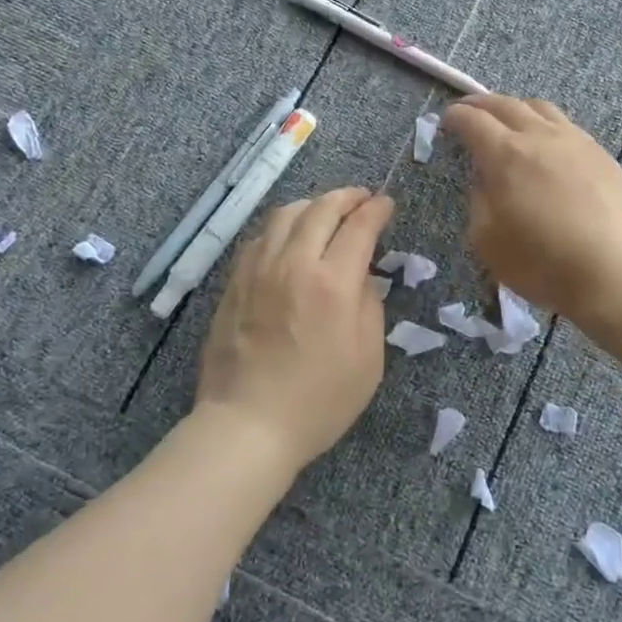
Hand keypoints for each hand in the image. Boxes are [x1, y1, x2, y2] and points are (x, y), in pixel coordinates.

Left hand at [194, 187, 395, 471]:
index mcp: (333, 284)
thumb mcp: (369, 360)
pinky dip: (282, 226)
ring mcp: (258, 270)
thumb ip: (370, 306)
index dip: (376, 209)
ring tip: (325, 213)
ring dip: (312, 205)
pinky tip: (289, 239)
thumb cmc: (319, 402)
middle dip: (347, 196)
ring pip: (285, 214)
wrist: (247, 425)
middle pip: (321, 209)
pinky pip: (260, 237)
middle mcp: (294, 264)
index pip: (358, 227)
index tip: (386, 203)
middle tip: (362, 199)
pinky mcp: (235, 283)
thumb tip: (361, 277)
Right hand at [442, 94, 621, 323]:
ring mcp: (577, 142)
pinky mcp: (603, 156)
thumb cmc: (543, 263)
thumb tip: (485, 180)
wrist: (617, 274)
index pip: (473, 121)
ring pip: (541, 108)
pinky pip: (567, 126)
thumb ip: (479, 202)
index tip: (446, 120)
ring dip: (516, 107)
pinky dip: (546, 124)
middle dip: (481, 103)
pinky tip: (548, 142)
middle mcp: (540, 137)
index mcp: (506, 155)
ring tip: (508, 118)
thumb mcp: (488, 241)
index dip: (455, 117)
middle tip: (468, 109)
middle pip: (506, 104)